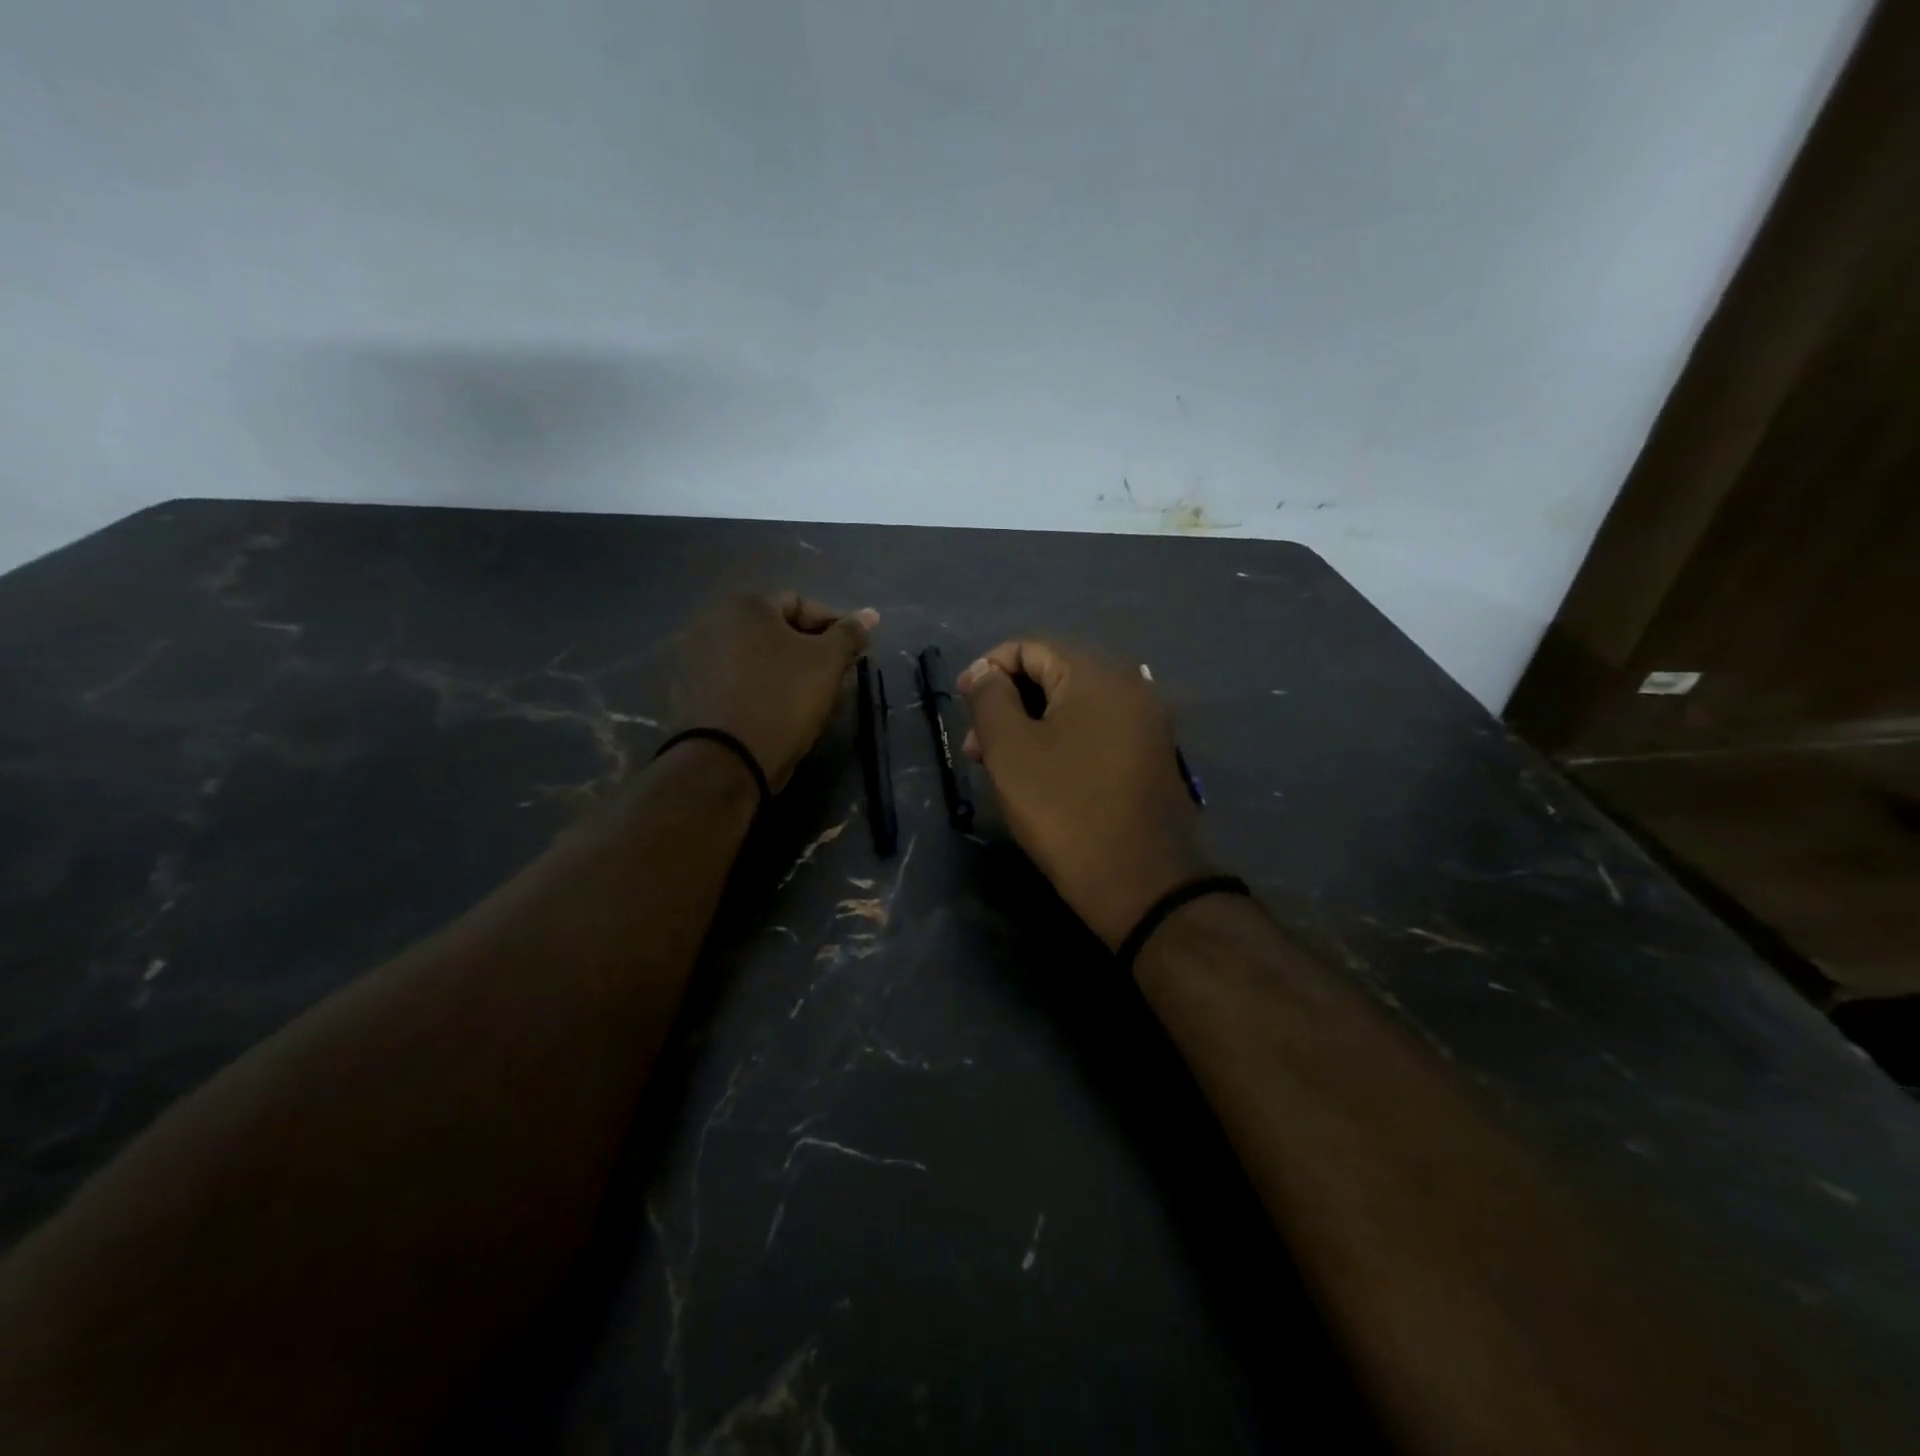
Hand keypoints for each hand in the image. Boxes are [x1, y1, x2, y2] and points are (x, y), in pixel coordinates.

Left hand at [669, 593, 878, 792]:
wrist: (727, 759)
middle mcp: (712, 621)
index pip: (800, 603)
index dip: (832, 627)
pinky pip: (735, 680)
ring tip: (808, 698)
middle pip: (775, 630)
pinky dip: (758, 687)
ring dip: (784, 670)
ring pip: (755, 656)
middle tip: (833, 677)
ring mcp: (694, 657)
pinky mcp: (688, 690)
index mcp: (744, 605)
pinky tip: (777, 710)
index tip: (851, 655)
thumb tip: (871, 614)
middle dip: (808, 651)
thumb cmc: (783, 699)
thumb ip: (850, 634)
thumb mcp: (827, 663)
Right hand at [959, 641, 1209, 948]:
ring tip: (1002, 768)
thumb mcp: (1011, 750)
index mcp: (1096, 674)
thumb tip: (984, 670)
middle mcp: (1129, 686)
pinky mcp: (1151, 756)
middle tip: (976, 749)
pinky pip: (1096, 732)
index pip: (1030, 648)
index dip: (988, 670)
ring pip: (1073, 708)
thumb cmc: (1065, 809)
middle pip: (1053, 675)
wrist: (1140, 881)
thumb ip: (990, 698)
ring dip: (1030, 726)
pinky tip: (1041, 777)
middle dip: (1007, 703)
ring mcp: (1146, 723)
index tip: (961, 705)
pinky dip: (1062, 743)